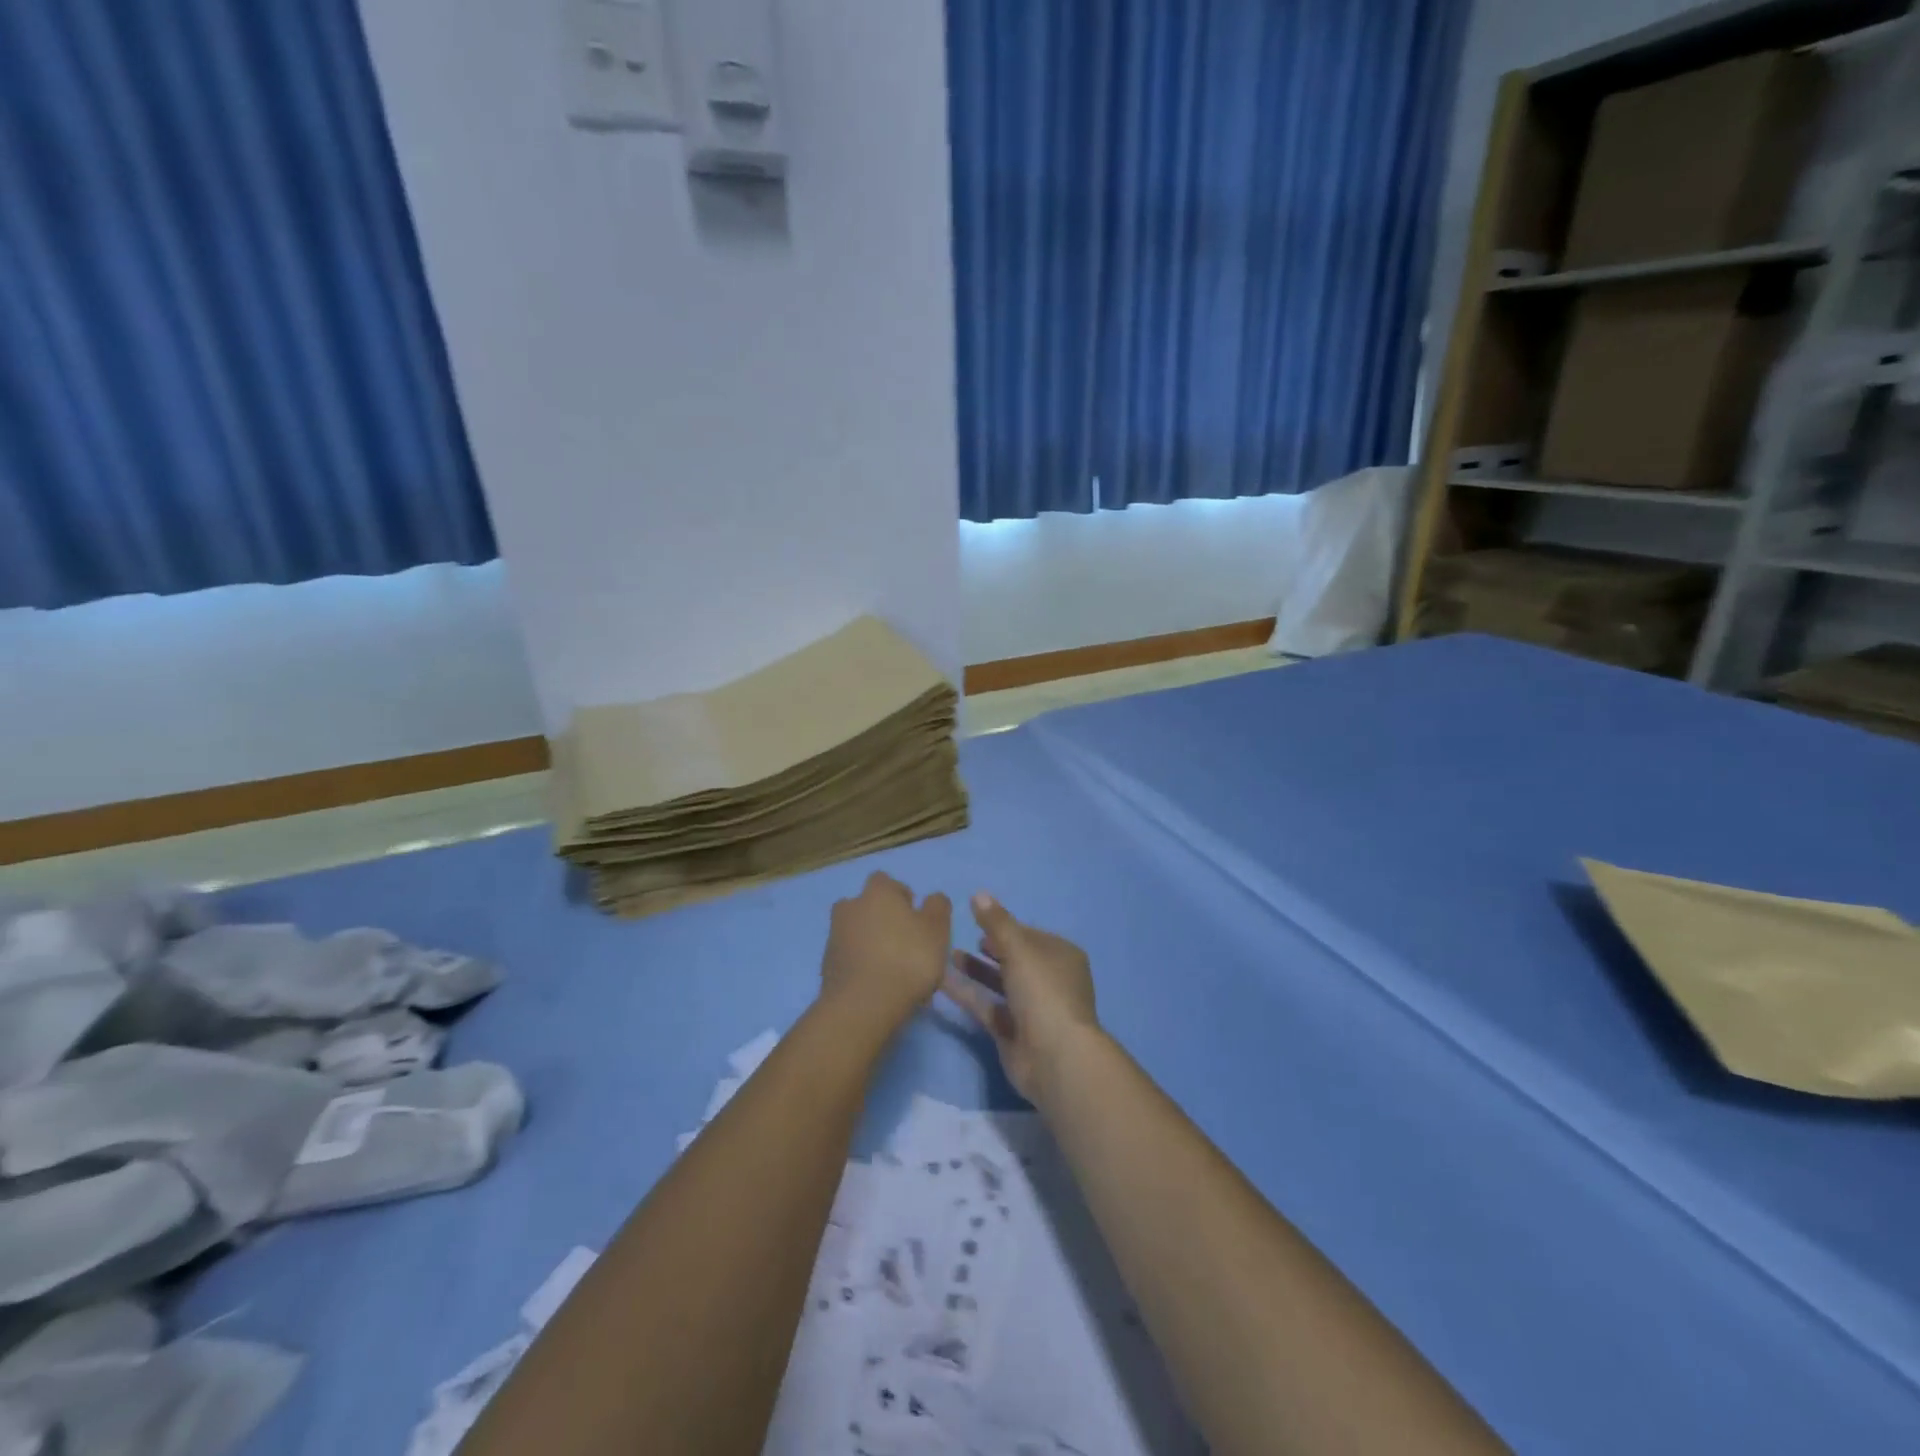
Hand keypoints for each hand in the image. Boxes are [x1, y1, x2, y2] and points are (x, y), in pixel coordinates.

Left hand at [819, 872, 952, 1033]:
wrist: (863, 1005)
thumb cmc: (908, 959)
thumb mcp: (938, 930)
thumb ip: (938, 907)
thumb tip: (931, 898)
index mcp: (877, 892)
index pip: (886, 882)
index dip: (901, 897)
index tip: (915, 919)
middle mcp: (850, 907)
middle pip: (866, 905)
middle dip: (881, 918)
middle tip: (902, 942)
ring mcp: (834, 936)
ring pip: (855, 931)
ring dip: (868, 941)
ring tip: (889, 966)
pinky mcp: (826, 965)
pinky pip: (847, 956)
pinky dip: (859, 963)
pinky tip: (875, 983)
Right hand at [943, 892, 1099, 1101]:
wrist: (1054, 1057)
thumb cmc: (1043, 992)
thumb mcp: (1019, 949)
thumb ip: (996, 922)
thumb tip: (978, 894)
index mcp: (1061, 956)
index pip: (1029, 934)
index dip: (1004, 927)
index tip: (977, 920)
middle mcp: (1049, 980)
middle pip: (1015, 958)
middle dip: (990, 948)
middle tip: (962, 939)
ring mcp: (1032, 1009)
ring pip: (1000, 983)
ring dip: (976, 970)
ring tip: (948, 955)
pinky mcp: (1013, 1033)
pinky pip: (988, 1007)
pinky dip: (968, 994)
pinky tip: (942, 982)